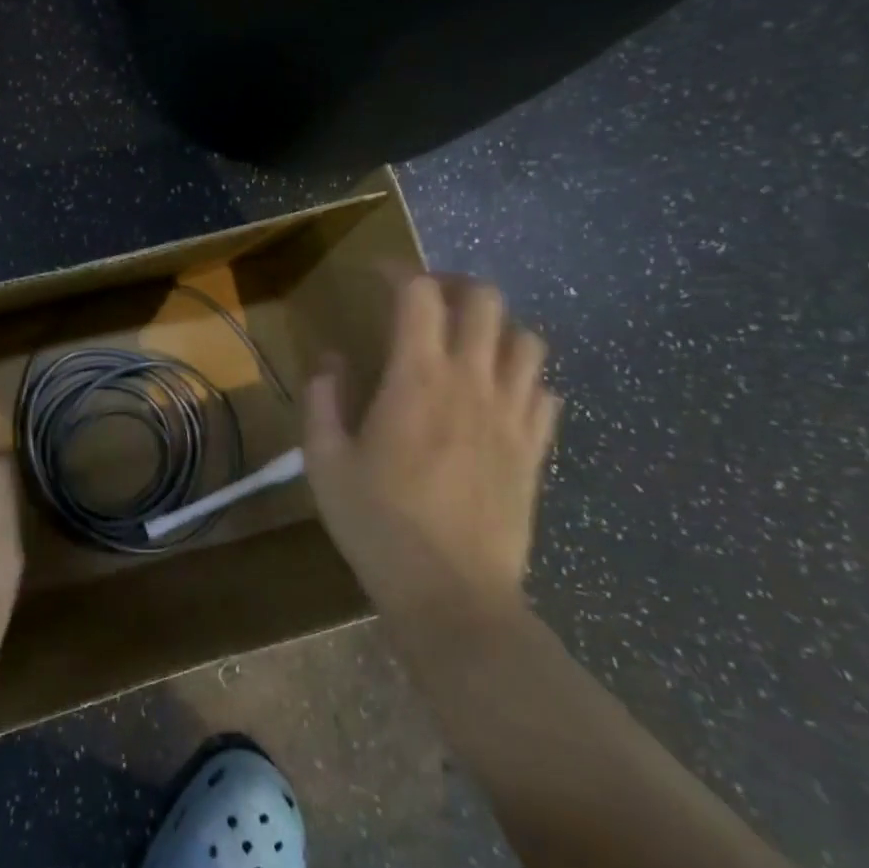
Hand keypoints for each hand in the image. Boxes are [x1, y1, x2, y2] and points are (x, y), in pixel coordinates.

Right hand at [303, 273, 561, 630]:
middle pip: (485, 300)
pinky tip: (498, 396)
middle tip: (426, 301)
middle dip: (455, 285)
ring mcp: (513, 415)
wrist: (453, 596)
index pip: (419, 294)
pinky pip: (545, 392)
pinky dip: (524, 379)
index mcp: (417, 378)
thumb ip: (323, 400)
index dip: (399, 271)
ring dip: (496, 329)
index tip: (378, 275)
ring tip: (467, 345)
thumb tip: (332, 361)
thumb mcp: (325, 462)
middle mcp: (472, 381)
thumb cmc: (379, 525)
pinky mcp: (535, 450)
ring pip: (527, 340)